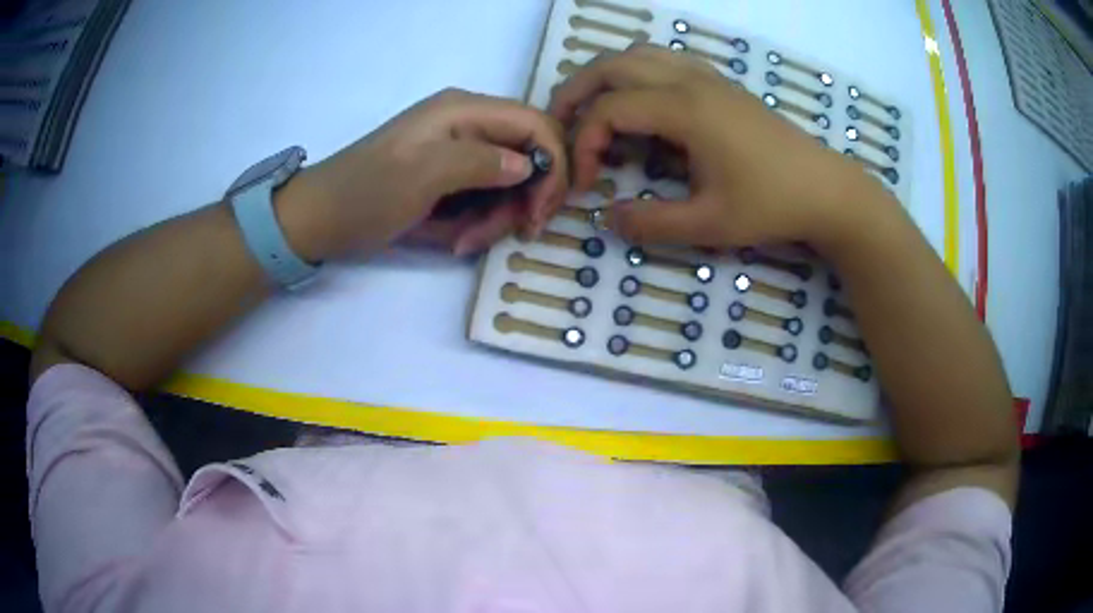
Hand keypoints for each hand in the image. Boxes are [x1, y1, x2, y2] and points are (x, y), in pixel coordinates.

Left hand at [277, 88, 568, 259]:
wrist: (320, 220)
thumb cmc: (366, 192)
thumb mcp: (423, 173)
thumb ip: (481, 161)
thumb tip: (530, 167)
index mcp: (465, 111)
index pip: (538, 125)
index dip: (554, 165)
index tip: (542, 210)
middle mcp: (469, 126)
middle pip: (529, 157)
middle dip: (523, 200)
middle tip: (510, 234)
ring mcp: (459, 153)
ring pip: (509, 185)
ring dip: (496, 219)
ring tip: (464, 242)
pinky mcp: (449, 179)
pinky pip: (484, 199)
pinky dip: (477, 224)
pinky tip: (455, 241)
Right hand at [550, 45, 884, 250]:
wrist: (826, 189)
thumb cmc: (772, 205)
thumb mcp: (709, 225)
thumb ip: (651, 223)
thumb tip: (607, 218)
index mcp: (686, 110)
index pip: (610, 109)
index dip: (583, 143)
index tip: (585, 183)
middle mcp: (691, 81)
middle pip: (613, 65)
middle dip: (576, 92)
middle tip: (558, 126)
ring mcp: (708, 77)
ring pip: (638, 55)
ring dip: (605, 76)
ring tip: (591, 110)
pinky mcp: (720, 85)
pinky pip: (664, 62)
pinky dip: (635, 74)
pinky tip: (639, 103)